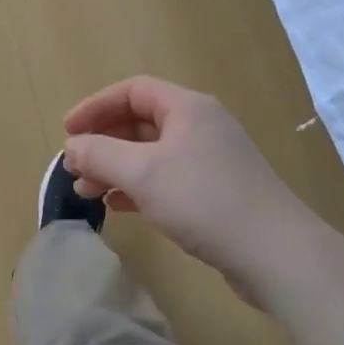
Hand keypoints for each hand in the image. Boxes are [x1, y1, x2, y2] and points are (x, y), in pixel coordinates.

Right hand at [63, 76, 301, 301]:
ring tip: (87, 192)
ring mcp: (210, 160)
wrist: (275, 253)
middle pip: (140, 122)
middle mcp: (200, 126)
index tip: (67, 130)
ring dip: (116, 168)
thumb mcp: (143, 173)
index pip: (132, 91)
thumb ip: (101, 154)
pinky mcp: (215, 192)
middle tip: (74, 168)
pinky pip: (166, 179)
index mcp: (187, 108)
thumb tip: (72, 146)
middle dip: (103, 143)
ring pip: (151, 154)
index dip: (96, 106)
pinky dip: (137, 188)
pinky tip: (117, 206)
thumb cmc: (204, 200)